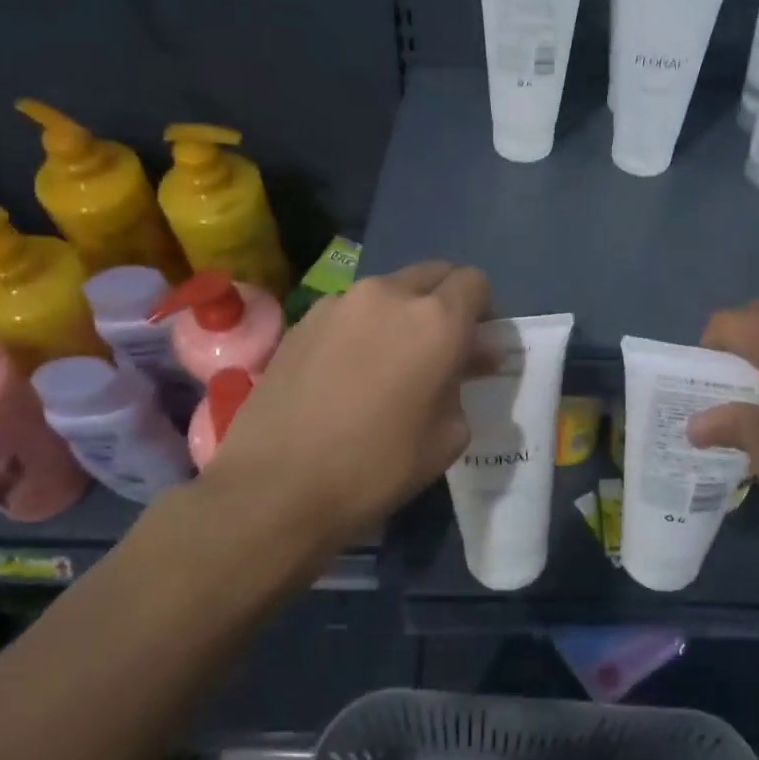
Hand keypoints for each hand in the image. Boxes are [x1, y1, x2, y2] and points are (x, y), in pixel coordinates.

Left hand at [201, 261, 490, 553]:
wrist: (276, 486)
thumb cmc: (377, 466)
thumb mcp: (447, 437)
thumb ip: (463, 385)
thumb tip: (465, 362)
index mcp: (437, 320)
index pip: (475, 282)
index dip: (483, 309)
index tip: (475, 343)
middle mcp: (390, 295)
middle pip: (433, 273)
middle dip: (445, 301)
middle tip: (439, 347)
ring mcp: (341, 302)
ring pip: (389, 289)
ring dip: (402, 312)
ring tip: (389, 360)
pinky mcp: (304, 319)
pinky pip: (350, 309)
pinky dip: (362, 327)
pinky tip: (348, 370)